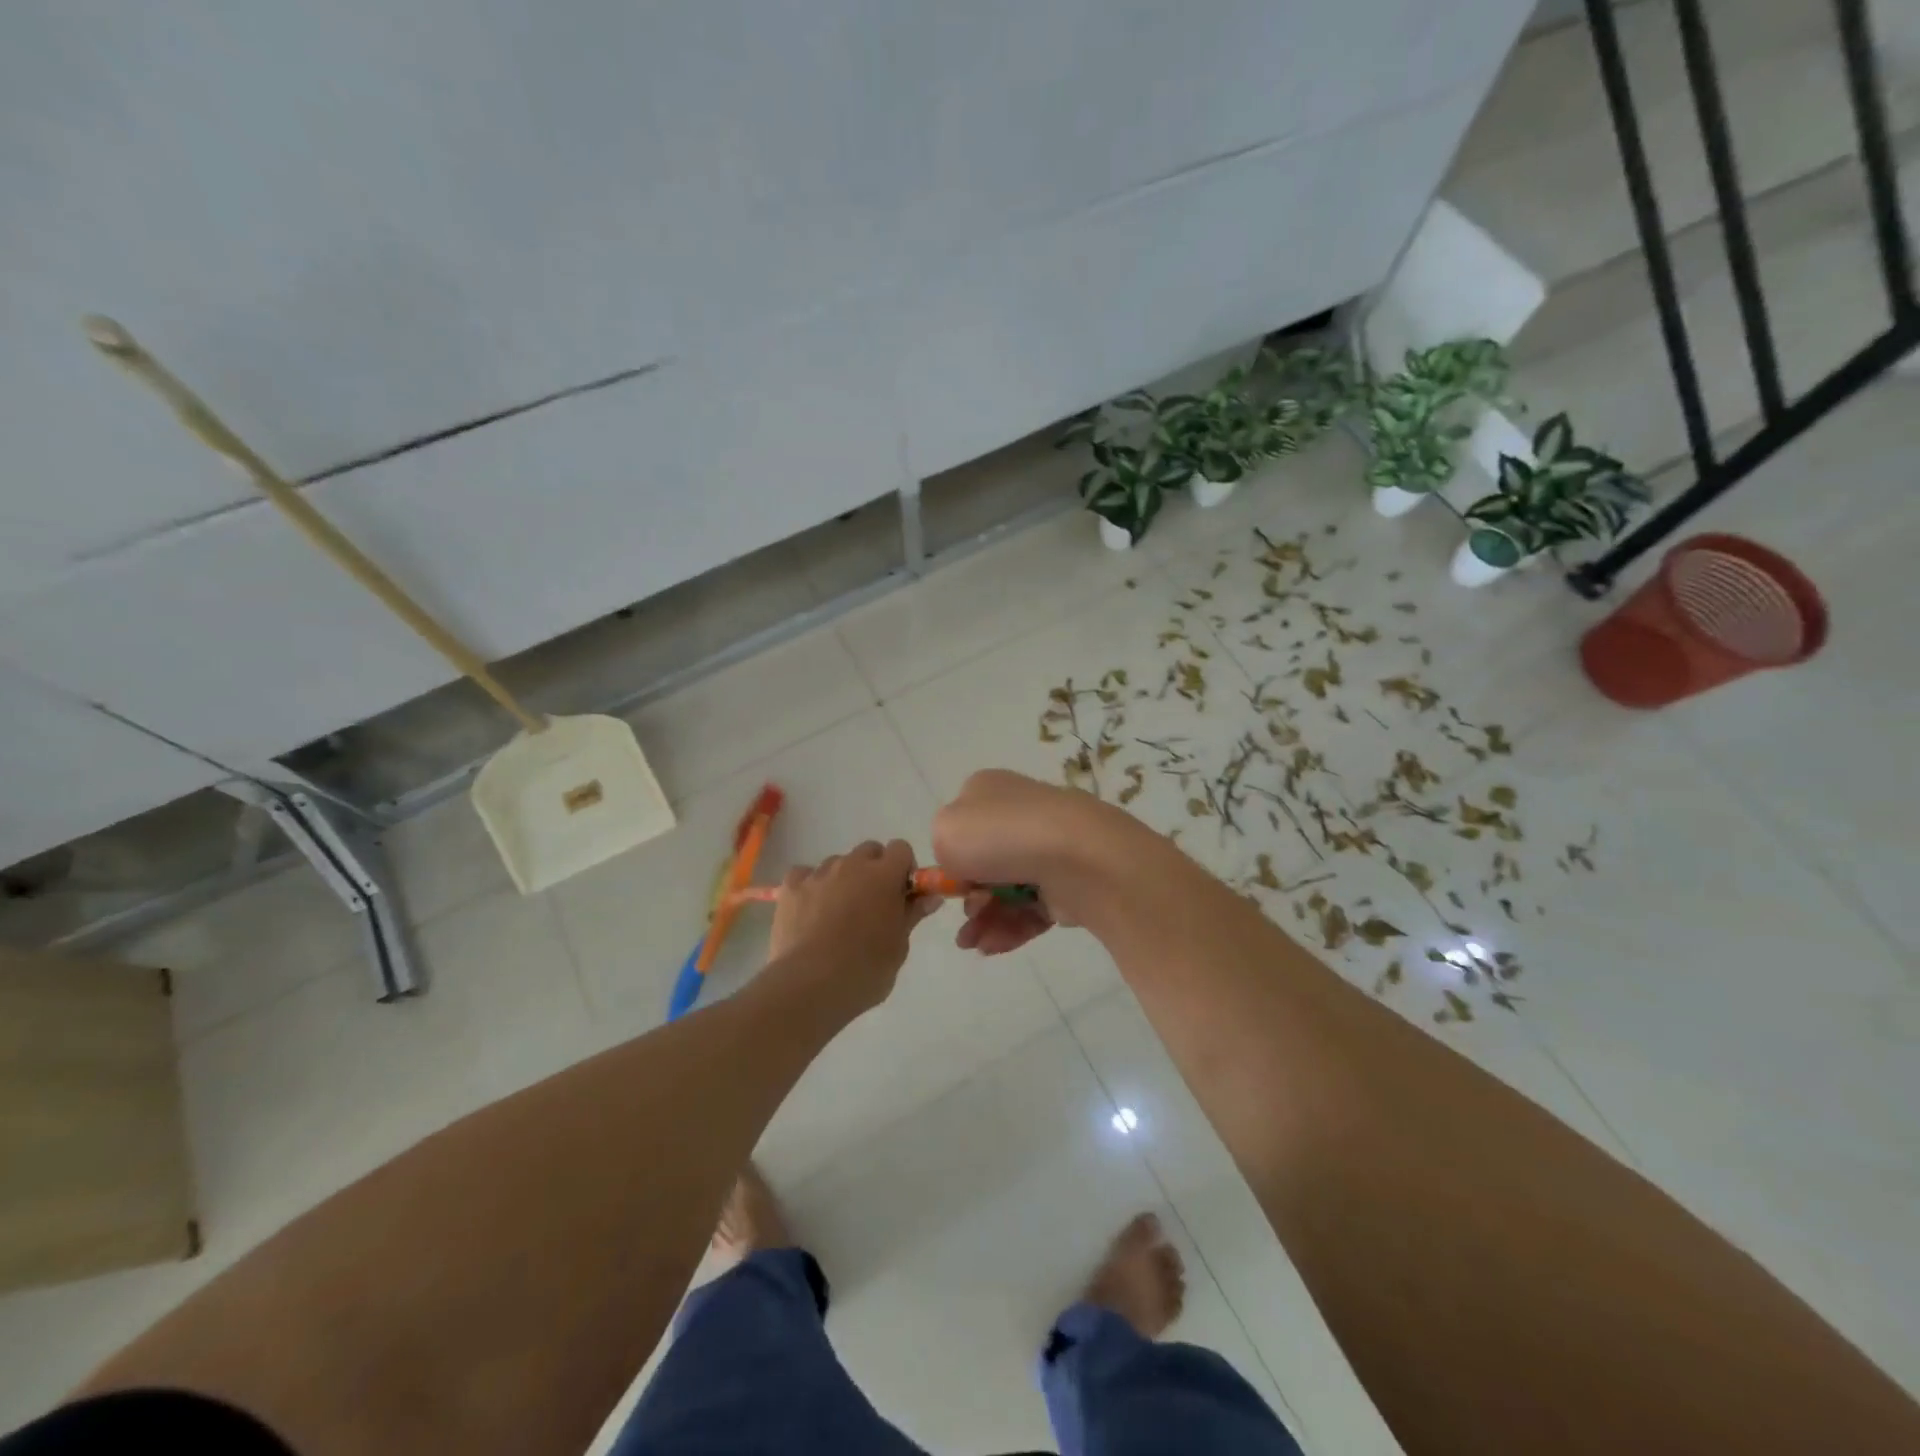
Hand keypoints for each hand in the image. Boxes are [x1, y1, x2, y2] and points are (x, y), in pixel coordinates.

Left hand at [766, 840, 938, 1016]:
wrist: (810, 986)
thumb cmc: (865, 970)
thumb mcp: (899, 946)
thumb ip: (912, 914)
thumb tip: (931, 897)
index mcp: (884, 876)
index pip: (900, 849)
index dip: (903, 868)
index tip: (901, 894)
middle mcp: (851, 865)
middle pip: (869, 851)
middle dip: (874, 870)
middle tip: (872, 905)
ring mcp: (818, 874)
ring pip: (837, 863)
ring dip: (843, 879)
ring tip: (837, 915)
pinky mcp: (790, 887)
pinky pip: (804, 875)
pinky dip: (810, 887)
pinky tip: (810, 912)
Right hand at [932, 770, 1150, 954]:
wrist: (1075, 858)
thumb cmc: (1000, 837)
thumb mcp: (945, 831)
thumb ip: (942, 845)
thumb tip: (965, 862)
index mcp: (990, 790)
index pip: (963, 821)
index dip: (952, 855)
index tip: (947, 884)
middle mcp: (1021, 813)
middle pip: (985, 860)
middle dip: (970, 895)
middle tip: (966, 915)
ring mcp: (1048, 848)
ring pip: (1007, 889)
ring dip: (984, 920)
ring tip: (973, 945)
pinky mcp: (1068, 882)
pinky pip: (1033, 909)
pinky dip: (1011, 928)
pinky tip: (992, 947)